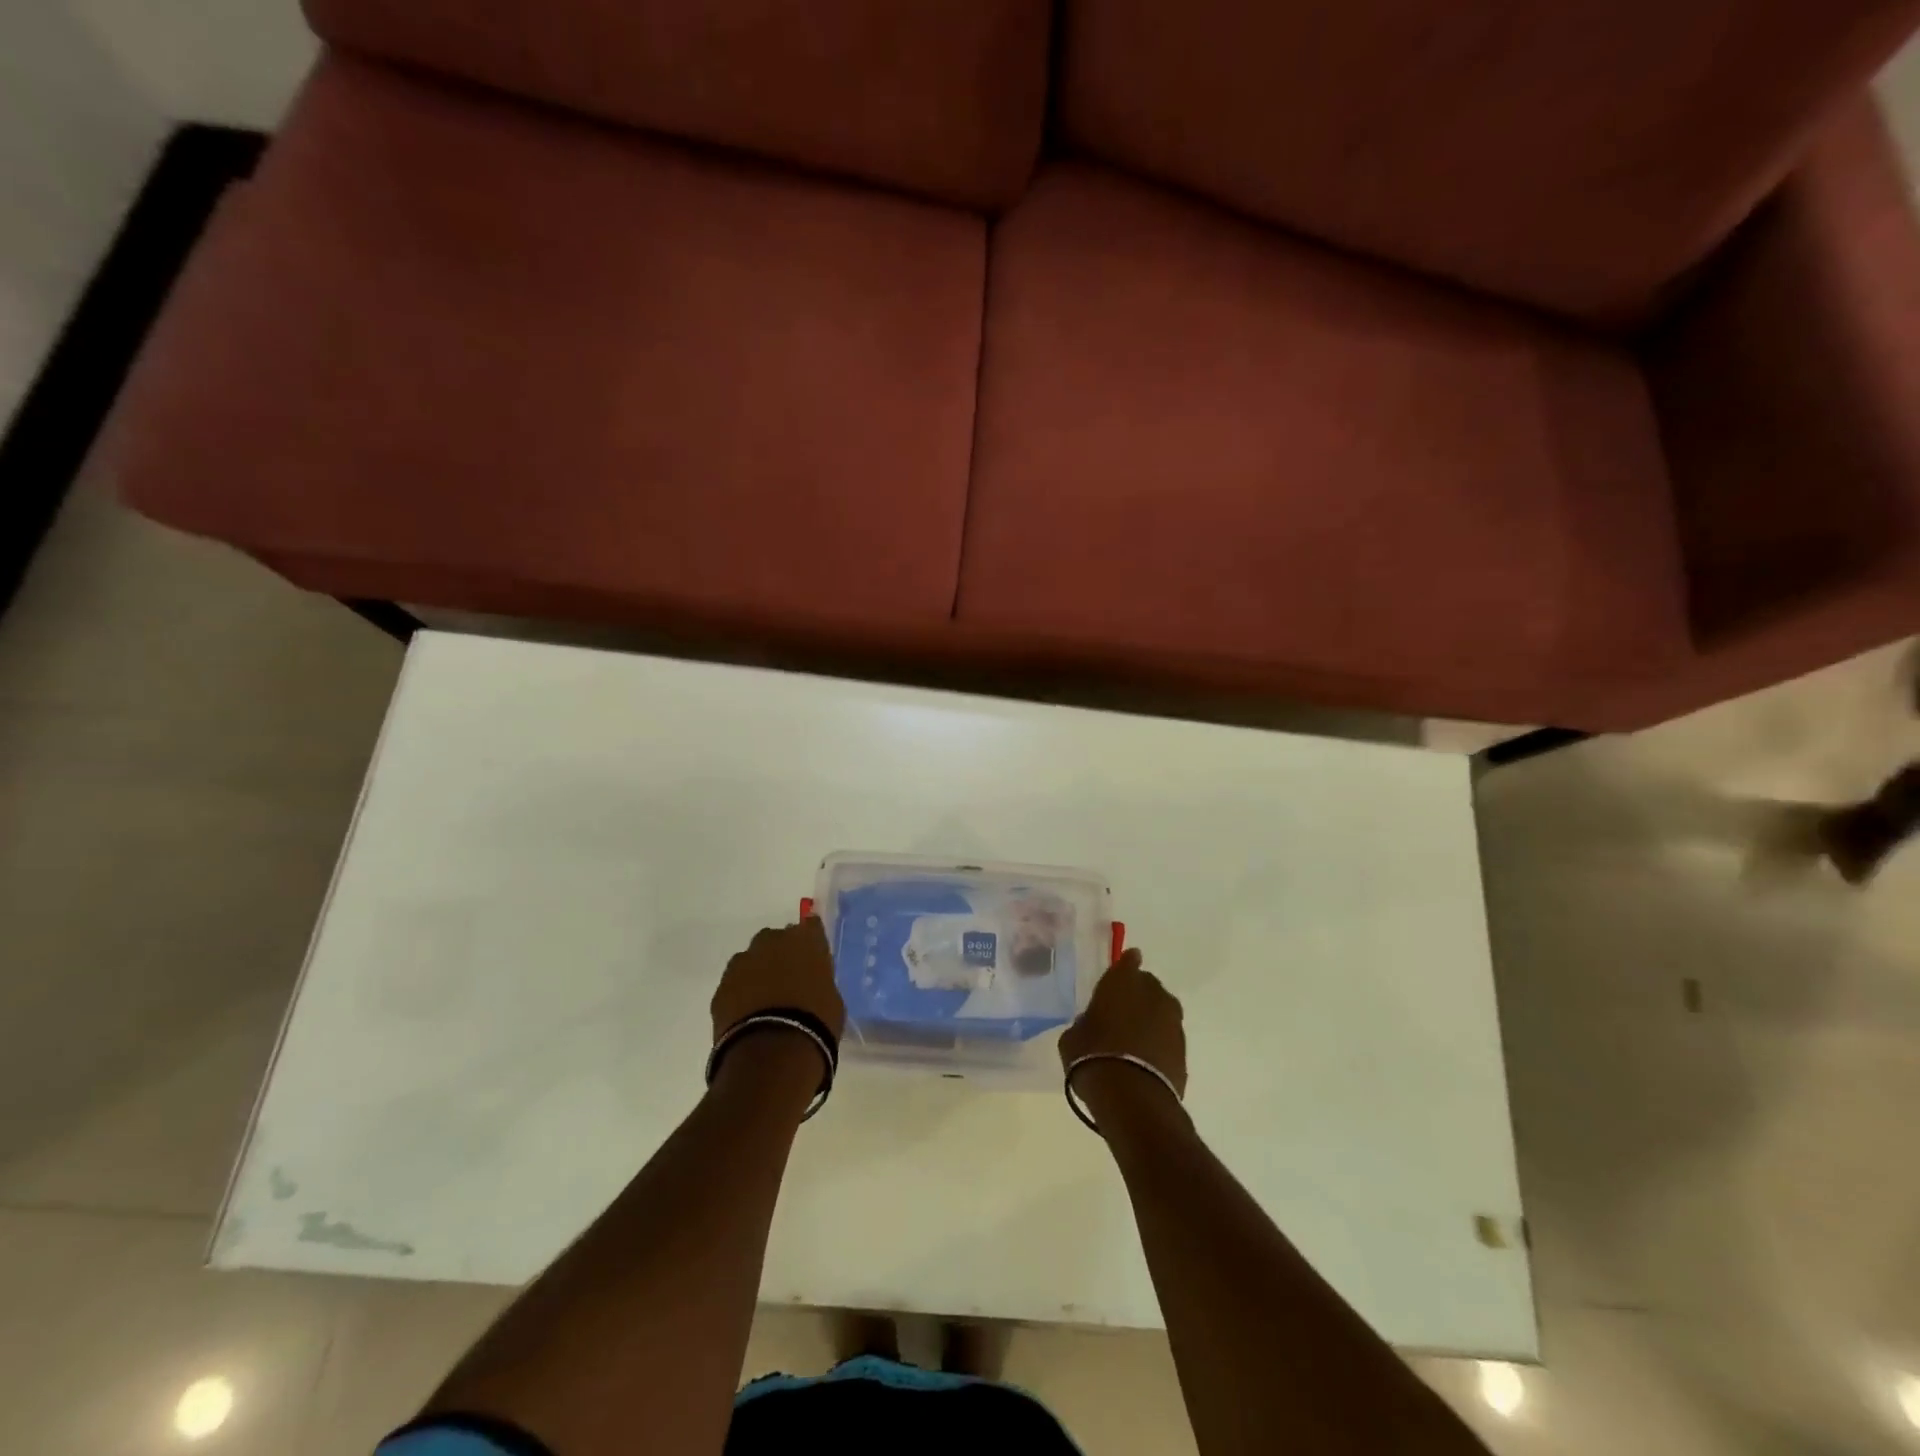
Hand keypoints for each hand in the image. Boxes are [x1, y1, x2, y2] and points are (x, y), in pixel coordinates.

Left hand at [711, 918, 846, 1043]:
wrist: (773, 1051)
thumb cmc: (816, 1023)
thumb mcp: (832, 999)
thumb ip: (819, 981)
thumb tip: (811, 985)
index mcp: (805, 941)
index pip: (811, 926)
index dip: (811, 941)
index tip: (813, 955)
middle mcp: (772, 942)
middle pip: (775, 939)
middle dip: (780, 954)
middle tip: (788, 980)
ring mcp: (742, 963)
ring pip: (750, 960)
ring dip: (757, 973)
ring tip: (765, 1001)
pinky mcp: (721, 988)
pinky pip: (734, 985)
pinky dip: (740, 995)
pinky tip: (748, 1015)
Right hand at [1059, 948, 1186, 1096]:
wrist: (1132, 1098)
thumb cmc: (1093, 1056)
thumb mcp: (1074, 1036)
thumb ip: (1086, 1022)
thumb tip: (1093, 1024)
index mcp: (1122, 981)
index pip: (1128, 961)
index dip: (1126, 964)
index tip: (1124, 966)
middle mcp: (1153, 994)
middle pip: (1147, 986)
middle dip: (1137, 995)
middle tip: (1121, 1013)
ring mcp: (1172, 1021)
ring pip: (1161, 1012)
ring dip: (1149, 1020)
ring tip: (1133, 1039)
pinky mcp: (1183, 1049)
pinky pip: (1167, 1038)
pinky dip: (1158, 1043)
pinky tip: (1145, 1059)